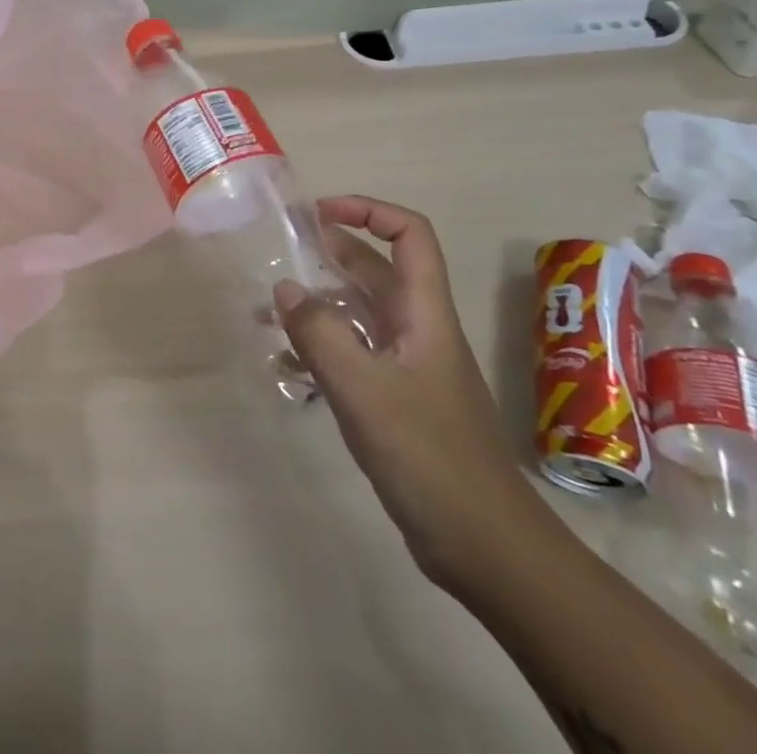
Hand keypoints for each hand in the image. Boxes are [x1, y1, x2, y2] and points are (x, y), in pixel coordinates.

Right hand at [273, 196, 553, 595]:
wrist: (487, 547)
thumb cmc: (429, 456)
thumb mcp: (363, 389)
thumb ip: (320, 333)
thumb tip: (285, 288)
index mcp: (424, 313)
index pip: (410, 236)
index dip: (369, 211)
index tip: (319, 214)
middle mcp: (418, 330)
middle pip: (378, 270)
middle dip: (331, 253)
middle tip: (281, 253)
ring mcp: (409, 366)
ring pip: (361, 314)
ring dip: (319, 303)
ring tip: (269, 309)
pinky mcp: (399, 401)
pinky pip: (355, 355)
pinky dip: (322, 348)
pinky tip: (287, 363)